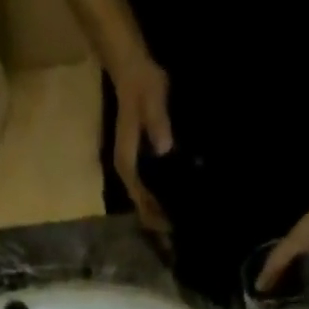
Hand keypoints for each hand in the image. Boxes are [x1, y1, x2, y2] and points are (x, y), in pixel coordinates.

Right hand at [109, 59, 173, 233]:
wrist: (133, 71)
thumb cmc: (142, 87)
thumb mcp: (152, 100)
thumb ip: (158, 123)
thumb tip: (164, 147)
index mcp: (128, 165)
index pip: (141, 202)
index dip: (155, 218)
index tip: (172, 231)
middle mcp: (128, 174)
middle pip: (143, 209)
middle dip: (159, 224)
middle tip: (180, 237)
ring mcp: (134, 171)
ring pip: (147, 203)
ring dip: (161, 216)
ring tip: (180, 228)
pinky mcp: (142, 165)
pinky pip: (152, 192)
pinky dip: (163, 202)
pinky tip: (177, 206)